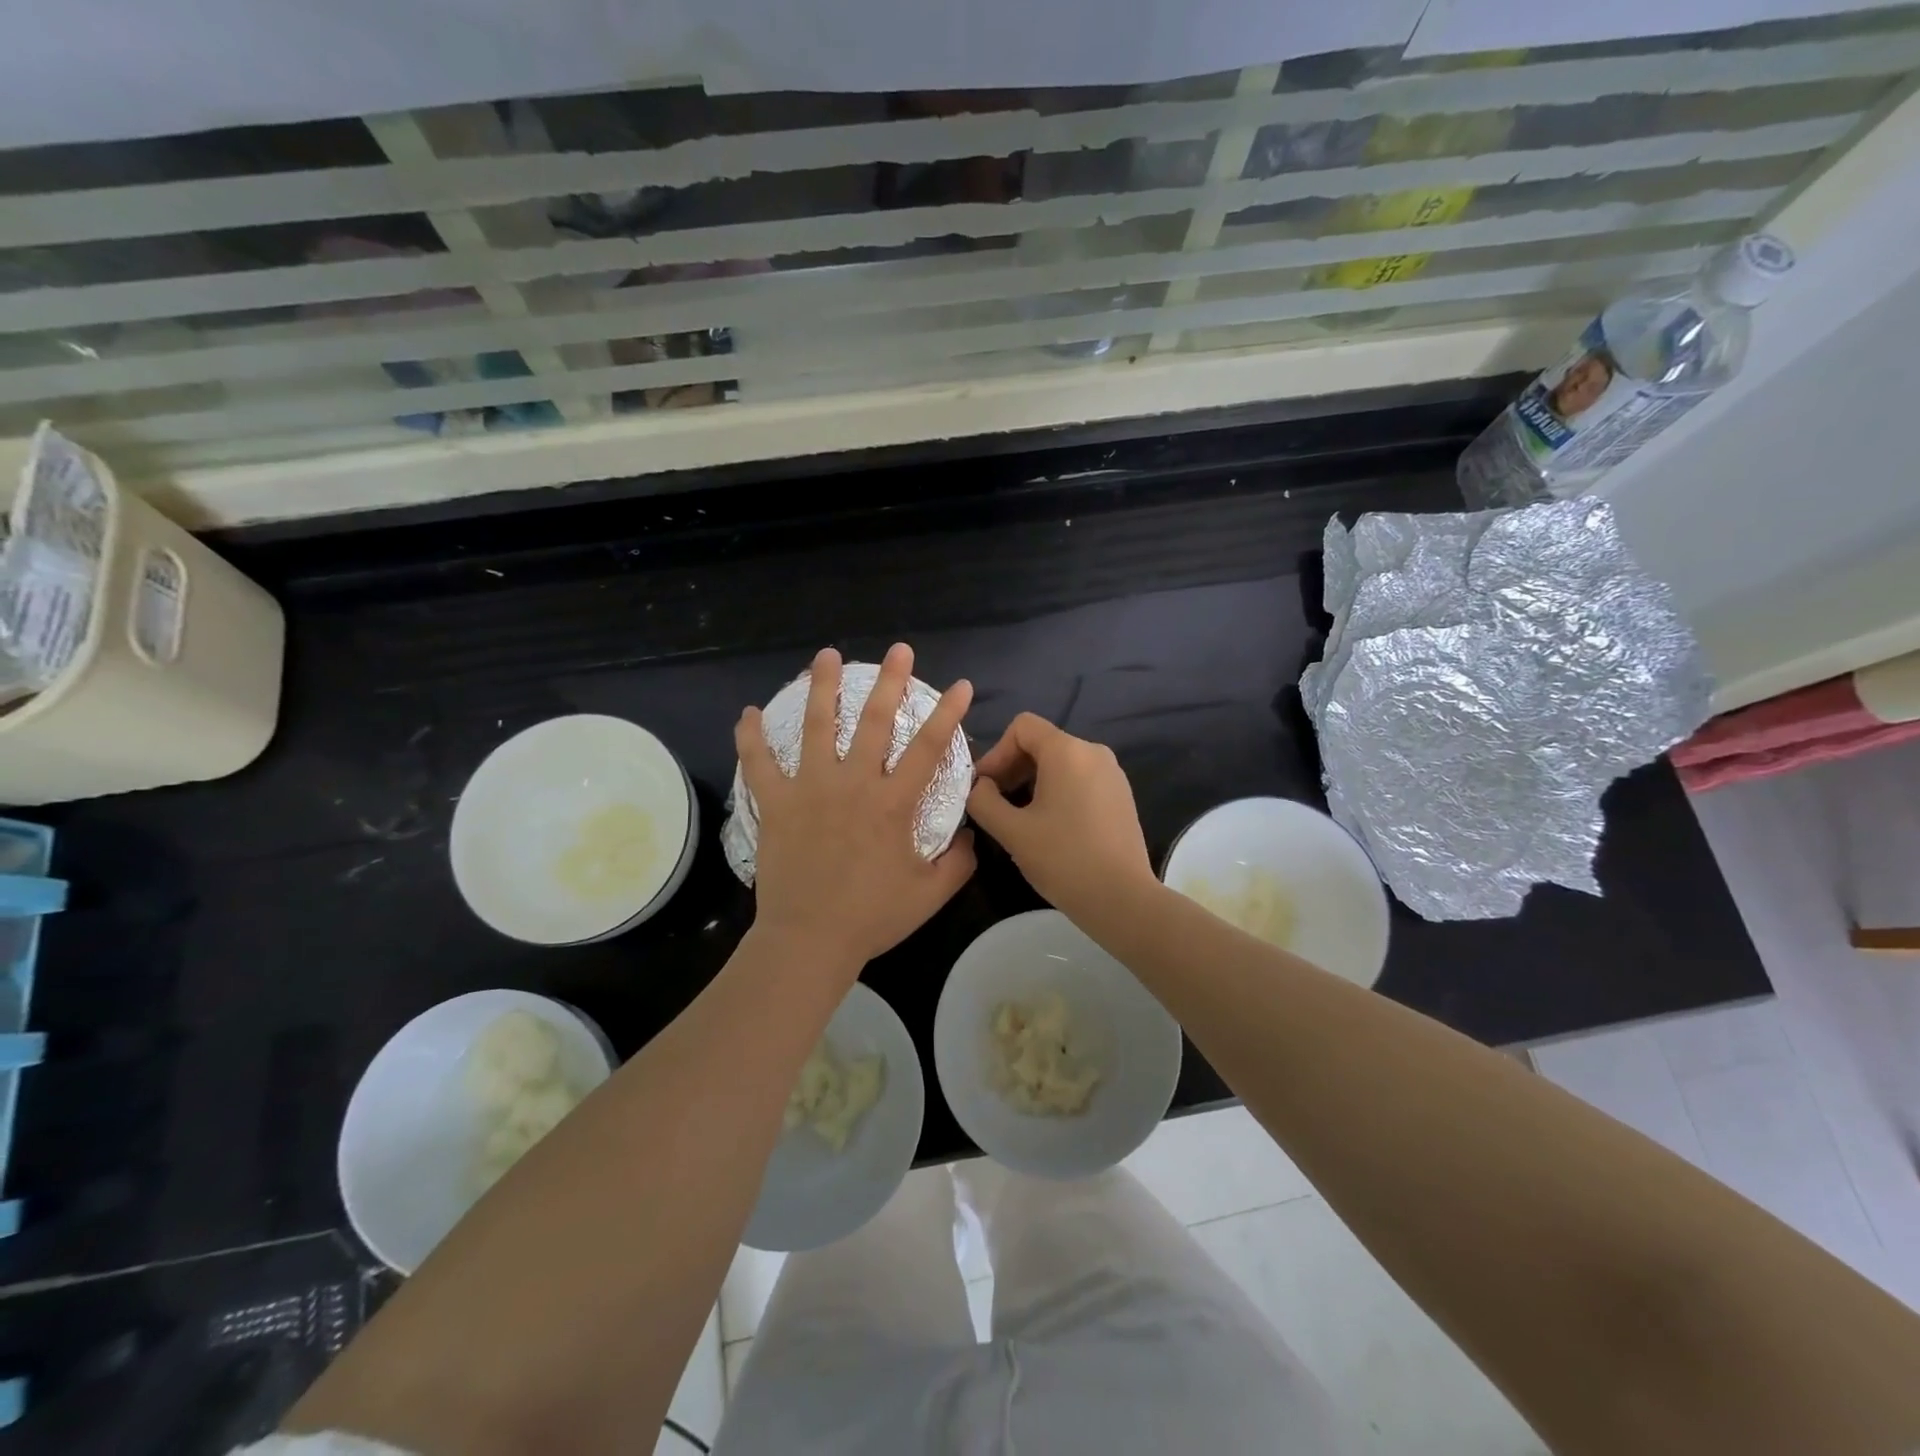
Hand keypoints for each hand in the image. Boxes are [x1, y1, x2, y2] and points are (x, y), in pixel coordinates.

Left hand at [738, 643, 976, 968]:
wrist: (810, 939)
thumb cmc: (872, 917)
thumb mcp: (931, 893)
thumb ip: (959, 861)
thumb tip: (972, 837)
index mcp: (893, 803)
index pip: (929, 747)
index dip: (948, 713)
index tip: (961, 685)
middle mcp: (853, 784)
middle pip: (874, 721)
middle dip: (889, 682)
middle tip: (898, 650)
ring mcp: (810, 789)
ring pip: (817, 727)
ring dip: (823, 687)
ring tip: (826, 655)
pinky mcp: (777, 804)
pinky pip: (759, 763)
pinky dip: (751, 737)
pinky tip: (748, 712)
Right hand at [966, 712, 1155, 923]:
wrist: (1122, 899)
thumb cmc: (1063, 859)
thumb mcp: (1012, 831)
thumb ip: (984, 800)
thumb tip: (979, 786)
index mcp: (1068, 751)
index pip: (1022, 726)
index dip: (996, 752)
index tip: (984, 787)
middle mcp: (1094, 752)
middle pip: (1042, 743)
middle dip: (1012, 768)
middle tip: (995, 804)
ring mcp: (1112, 774)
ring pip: (1061, 763)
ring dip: (1033, 782)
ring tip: (1018, 818)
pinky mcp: (1121, 796)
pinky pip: (1080, 779)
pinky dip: (1057, 792)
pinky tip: (1049, 826)